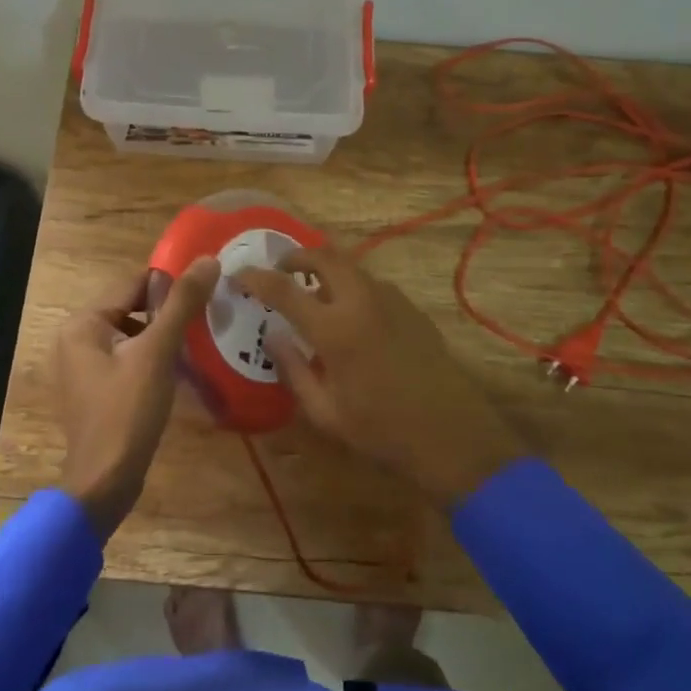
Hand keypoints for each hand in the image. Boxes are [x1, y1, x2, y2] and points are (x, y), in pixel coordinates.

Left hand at [55, 257, 220, 539]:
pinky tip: (182, 371)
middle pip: (133, 310)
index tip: (208, 287)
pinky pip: (129, 361)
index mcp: (83, 323)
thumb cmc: (127, 412)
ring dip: (164, 338)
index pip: (133, 285)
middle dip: (170, 313)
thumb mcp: (158, 353)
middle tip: (210, 316)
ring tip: (203, 341)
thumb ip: (182, 304)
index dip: (171, 284)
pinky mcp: (96, 392)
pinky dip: (154, 360)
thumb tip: (208, 259)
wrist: (105, 484)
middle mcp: (77, 339)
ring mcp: (84, 368)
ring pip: (134, 337)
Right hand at [236, 249, 525, 509]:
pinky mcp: (411, 308)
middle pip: (323, 256)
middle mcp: (362, 301)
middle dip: (296, 256)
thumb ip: (293, 369)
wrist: (451, 435)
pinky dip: (351, 285)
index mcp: (334, 329)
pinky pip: (372, 283)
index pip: (283, 289)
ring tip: (313, 292)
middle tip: (280, 270)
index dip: (255, 278)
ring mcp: (391, 300)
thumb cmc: (381, 431)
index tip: (238, 275)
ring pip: (351, 265)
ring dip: (326, 268)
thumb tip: (273, 336)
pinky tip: (351, 314)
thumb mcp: (325, 412)